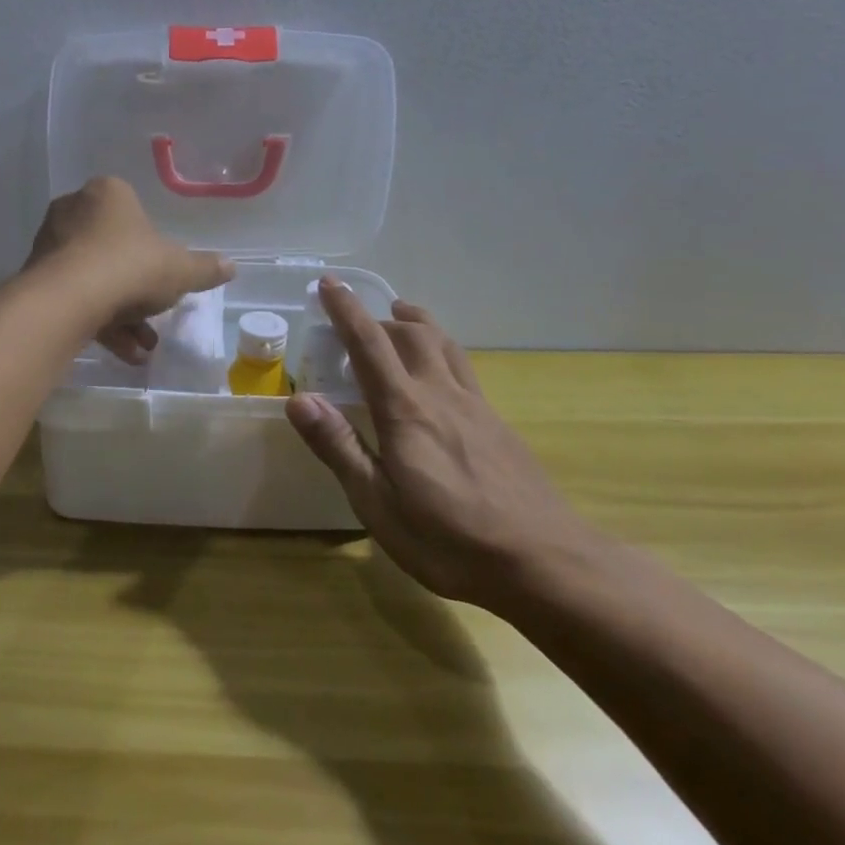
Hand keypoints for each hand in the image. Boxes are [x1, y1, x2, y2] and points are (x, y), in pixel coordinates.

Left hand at [25, 177, 233, 363]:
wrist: (68, 299)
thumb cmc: (130, 267)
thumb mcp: (180, 270)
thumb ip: (205, 268)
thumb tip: (231, 266)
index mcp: (108, 194)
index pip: (135, 213)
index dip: (154, 248)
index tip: (165, 277)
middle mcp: (74, 211)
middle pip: (114, 250)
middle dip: (138, 291)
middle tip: (155, 319)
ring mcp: (51, 244)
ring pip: (95, 279)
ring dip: (122, 314)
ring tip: (143, 349)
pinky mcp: (36, 278)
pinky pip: (75, 297)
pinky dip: (99, 322)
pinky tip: (123, 353)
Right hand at [285, 280, 592, 609]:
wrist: (546, 562)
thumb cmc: (450, 540)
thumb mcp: (378, 504)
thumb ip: (339, 447)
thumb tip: (298, 398)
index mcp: (405, 410)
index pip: (369, 343)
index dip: (346, 309)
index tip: (329, 282)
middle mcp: (441, 394)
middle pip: (411, 333)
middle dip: (378, 317)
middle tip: (354, 322)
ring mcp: (476, 406)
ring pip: (444, 343)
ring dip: (417, 322)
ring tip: (401, 315)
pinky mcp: (498, 424)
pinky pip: (464, 368)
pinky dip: (441, 350)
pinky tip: (440, 374)